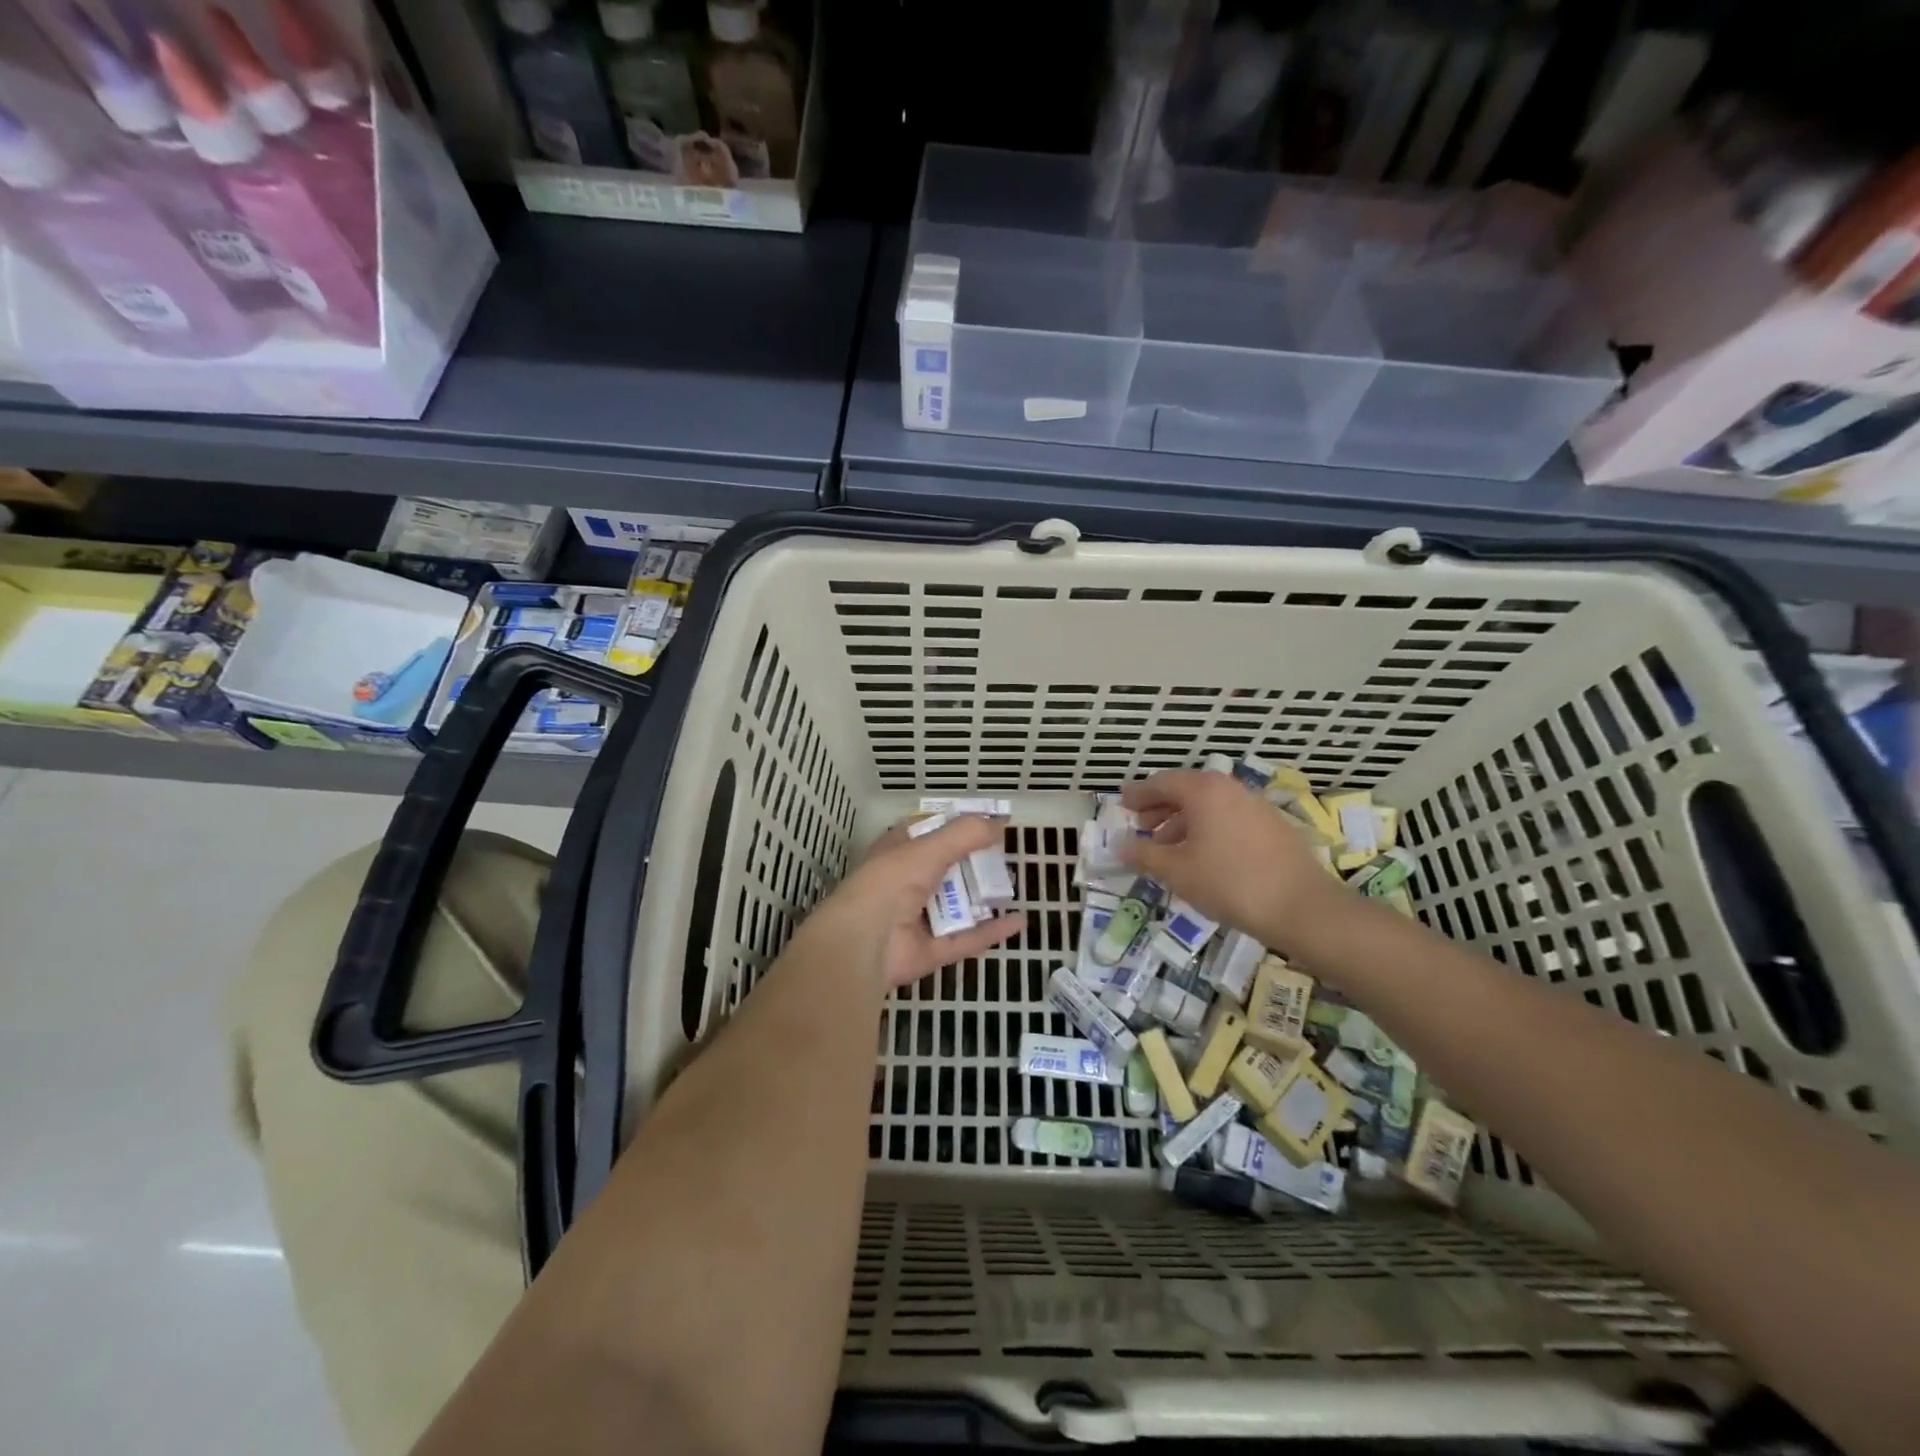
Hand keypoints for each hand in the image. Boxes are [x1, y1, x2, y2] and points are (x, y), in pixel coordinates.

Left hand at [805, 815, 1023, 990]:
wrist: (861, 944)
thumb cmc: (889, 883)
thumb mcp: (928, 848)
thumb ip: (965, 834)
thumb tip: (1001, 822)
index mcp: (897, 851)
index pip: (929, 830)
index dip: (957, 824)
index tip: (990, 822)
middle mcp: (906, 882)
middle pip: (947, 868)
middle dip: (975, 863)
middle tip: (1007, 856)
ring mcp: (917, 918)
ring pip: (957, 904)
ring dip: (984, 896)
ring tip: (1015, 886)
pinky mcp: (930, 950)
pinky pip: (966, 938)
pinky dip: (991, 931)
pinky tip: (1019, 921)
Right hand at [1121, 770, 1345, 951]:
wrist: (1301, 907)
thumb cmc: (1229, 883)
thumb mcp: (1176, 871)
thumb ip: (1144, 854)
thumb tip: (1119, 845)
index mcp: (1203, 790)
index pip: (1161, 782)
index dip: (1138, 794)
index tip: (1122, 805)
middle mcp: (1230, 788)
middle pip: (1186, 790)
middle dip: (1160, 808)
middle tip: (1141, 828)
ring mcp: (1255, 805)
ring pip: (1209, 806)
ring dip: (1183, 822)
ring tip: (1168, 849)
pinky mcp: (1272, 826)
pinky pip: (1229, 818)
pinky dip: (1208, 830)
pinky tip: (1203, 858)